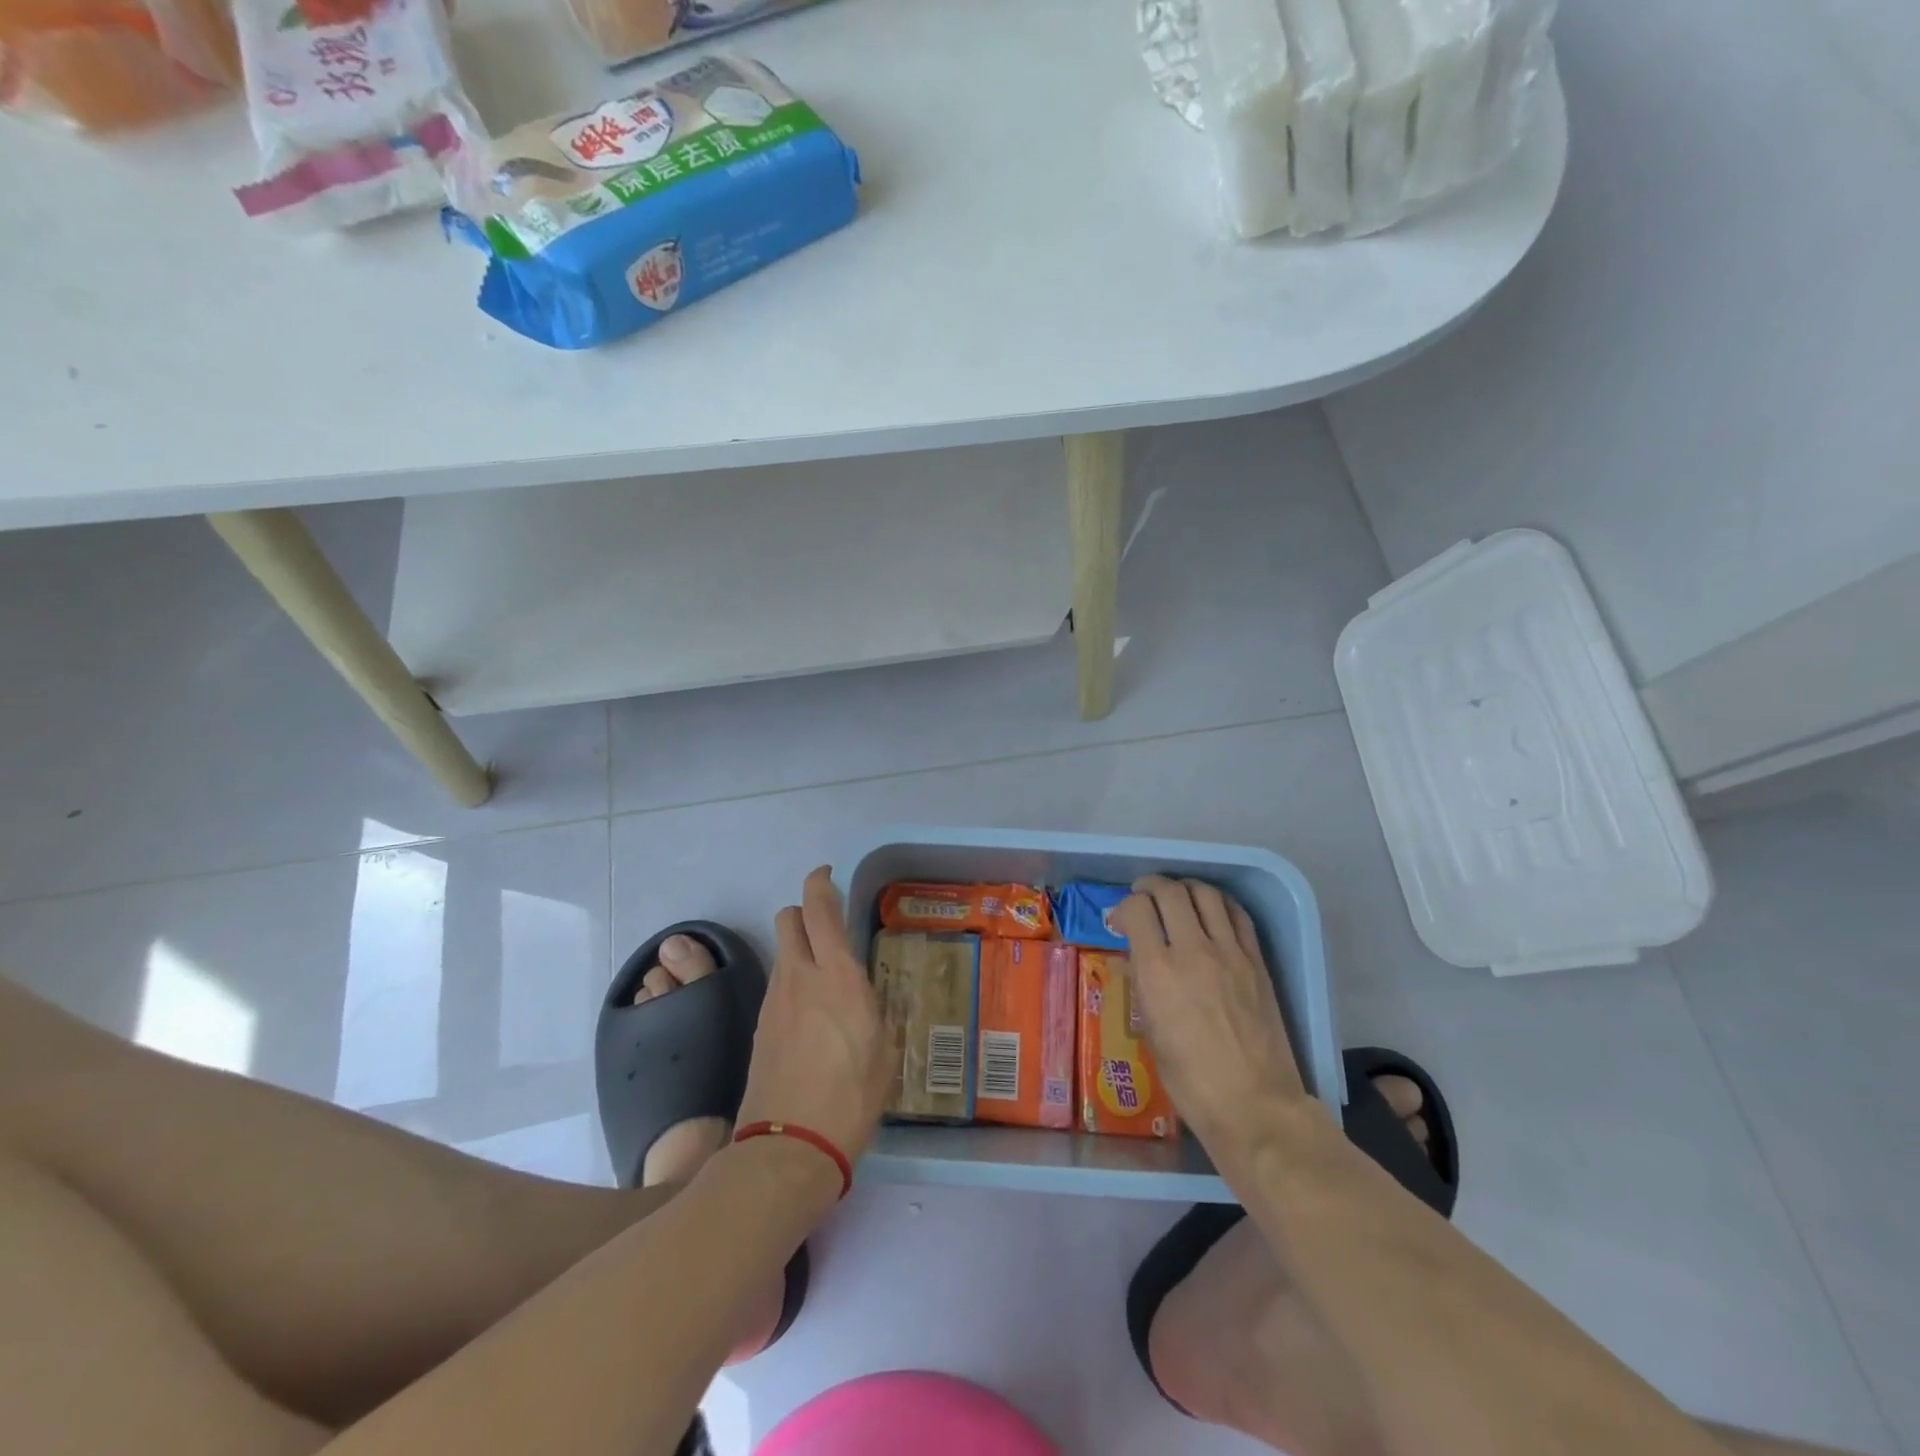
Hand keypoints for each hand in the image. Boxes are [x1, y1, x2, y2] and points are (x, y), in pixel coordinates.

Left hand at [736, 867, 894, 1198]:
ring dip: (799, 949)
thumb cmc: (851, 1097)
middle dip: (804, 912)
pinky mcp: (760, 1027)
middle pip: (788, 920)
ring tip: (825, 978)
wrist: (788, 1147)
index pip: (819, 909)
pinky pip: (777, 986)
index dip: (820, 883)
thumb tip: (866, 996)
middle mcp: (799, 977)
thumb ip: (874, 1010)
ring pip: (782, 953)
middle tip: (828, 927)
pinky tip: (809, 1014)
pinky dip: (791, 983)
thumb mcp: (883, 1049)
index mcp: (836, 975)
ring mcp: (774, 1001)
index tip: (827, 876)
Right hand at [1112, 877, 1309, 1151]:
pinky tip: (1211, 912)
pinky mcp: (1256, 961)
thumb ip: (1142, 986)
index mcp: (1157, 971)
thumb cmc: (1190, 1080)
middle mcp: (1192, 950)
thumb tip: (1135, 958)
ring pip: (1205, 894)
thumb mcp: (1151, 1032)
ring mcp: (1229, 953)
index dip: (1124, 907)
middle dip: (1150, 887)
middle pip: (1169, 891)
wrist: (1254, 1103)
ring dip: (1185, 888)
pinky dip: (1219, 903)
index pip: (1137, 909)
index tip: (1121, 921)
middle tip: (1144, 897)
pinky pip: (1237, 914)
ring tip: (1177, 898)